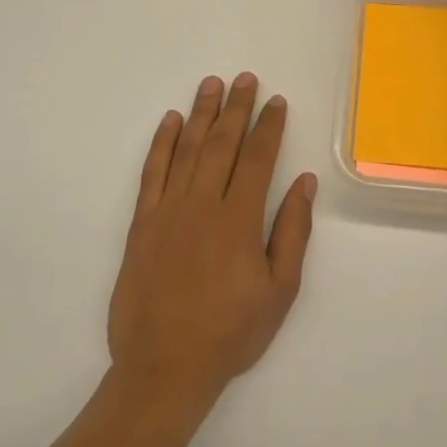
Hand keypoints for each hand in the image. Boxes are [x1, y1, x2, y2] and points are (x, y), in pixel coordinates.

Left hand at [107, 74, 315, 413]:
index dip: (269, 127)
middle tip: (246, 78)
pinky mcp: (142, 223)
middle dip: (236, 108)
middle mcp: (203, 204)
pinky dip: (161, 143)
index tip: (276, 101)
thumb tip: (304, 182)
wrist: (164, 368)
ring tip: (211, 84)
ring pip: (186, 149)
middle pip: (221, 143)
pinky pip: (152, 173)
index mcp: (239, 220)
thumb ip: (292, 232)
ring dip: (200, 114)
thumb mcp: (279, 291)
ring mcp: (168, 211)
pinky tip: (169, 121)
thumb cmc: (230, 333)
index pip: (258, 158)